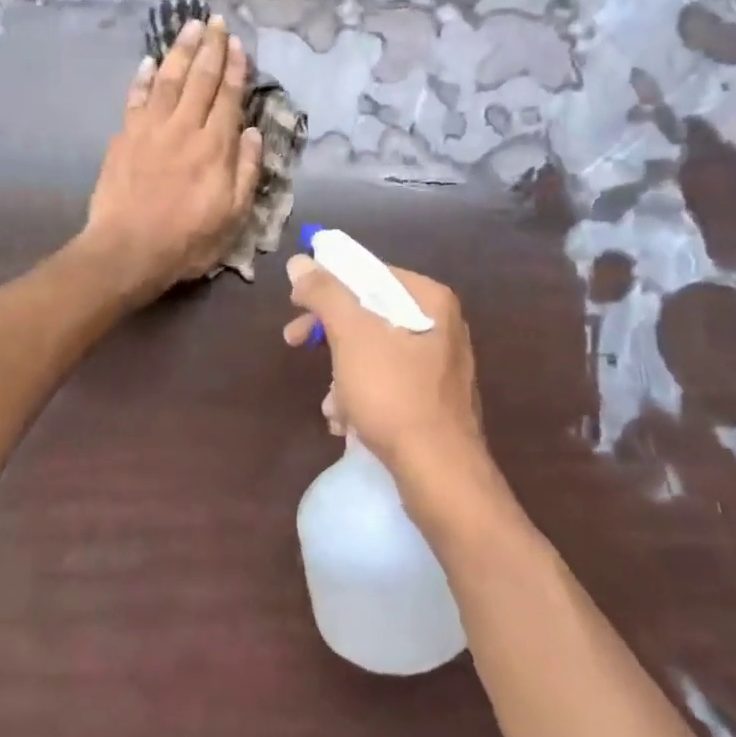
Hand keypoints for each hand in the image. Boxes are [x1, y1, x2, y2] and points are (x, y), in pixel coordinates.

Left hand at [82, 14, 262, 301]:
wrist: (127, 251)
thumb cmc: (187, 240)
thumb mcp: (233, 216)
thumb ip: (245, 171)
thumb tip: (251, 132)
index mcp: (214, 147)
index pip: (228, 97)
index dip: (234, 68)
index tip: (238, 44)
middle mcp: (183, 128)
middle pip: (200, 79)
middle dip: (210, 48)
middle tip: (216, 21)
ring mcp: (150, 129)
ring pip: (168, 80)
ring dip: (180, 50)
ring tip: (190, 26)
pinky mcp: (124, 137)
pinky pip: (136, 98)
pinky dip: (143, 77)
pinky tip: (149, 61)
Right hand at [282, 255, 506, 531]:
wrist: (440, 475)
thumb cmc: (395, 395)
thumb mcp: (352, 336)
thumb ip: (325, 294)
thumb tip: (300, 261)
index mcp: (430, 301)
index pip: (371, 273)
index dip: (328, 284)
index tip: (296, 303)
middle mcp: (442, 326)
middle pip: (371, 313)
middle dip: (330, 334)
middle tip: (293, 341)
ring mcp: (441, 366)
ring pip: (376, 351)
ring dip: (342, 373)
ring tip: (331, 405)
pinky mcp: (435, 401)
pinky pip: (389, 382)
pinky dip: (362, 395)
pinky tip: (346, 422)